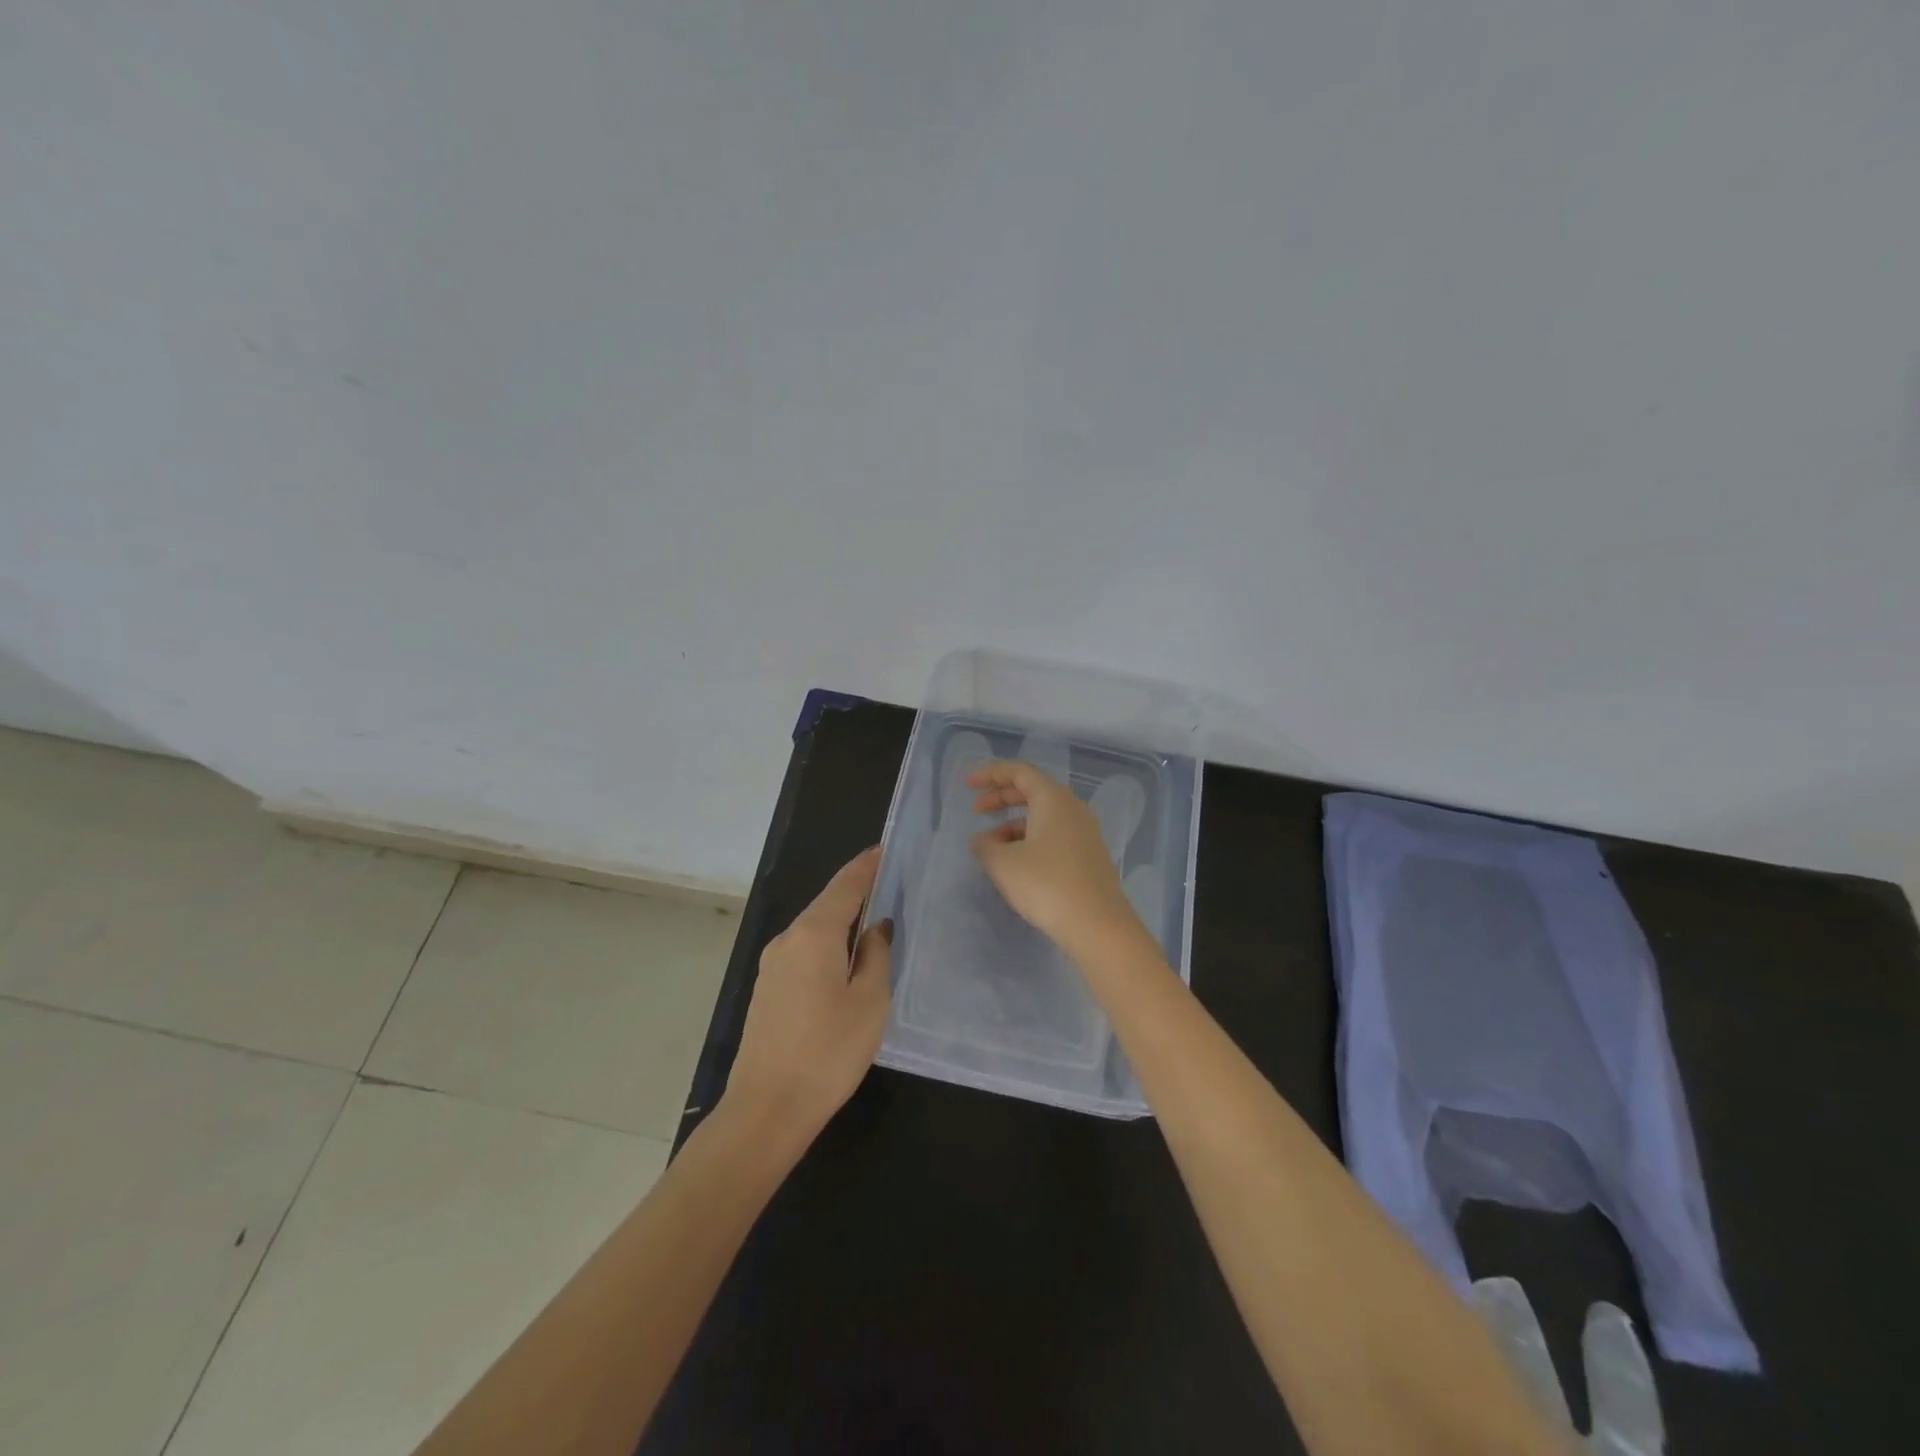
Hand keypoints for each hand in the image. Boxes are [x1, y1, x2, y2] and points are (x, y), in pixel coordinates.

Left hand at [723, 847, 892, 1143]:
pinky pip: (804, 952)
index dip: (866, 866)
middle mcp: (788, 939)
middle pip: (827, 904)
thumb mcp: (870, 1002)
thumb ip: (876, 955)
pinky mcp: (767, 989)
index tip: (885, 849)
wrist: (766, 1109)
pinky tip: (845, 962)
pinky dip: (827, 945)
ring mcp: (772, 964)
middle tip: (889, 887)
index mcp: (814, 934)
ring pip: (814, 930)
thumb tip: (875, 928)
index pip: (845, 885)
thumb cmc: (828, 1052)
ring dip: (842, 923)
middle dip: (857, 893)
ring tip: (874, 925)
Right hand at [967, 760, 1142, 959]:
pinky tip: (1016, 863)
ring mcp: (1085, 832)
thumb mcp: (1004, 864)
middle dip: (1001, 797)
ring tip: (991, 846)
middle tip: (976, 810)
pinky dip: (1030, 839)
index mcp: (1053, 799)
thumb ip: (985, 846)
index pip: (1019, 772)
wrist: (1098, 925)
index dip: (990, 774)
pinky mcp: (1089, 855)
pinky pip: (1054, 834)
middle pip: (1032, 790)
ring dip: (1014, 823)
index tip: (967, 785)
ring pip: (1043, 815)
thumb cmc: (1047, 885)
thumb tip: (981, 840)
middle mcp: (1072, 808)